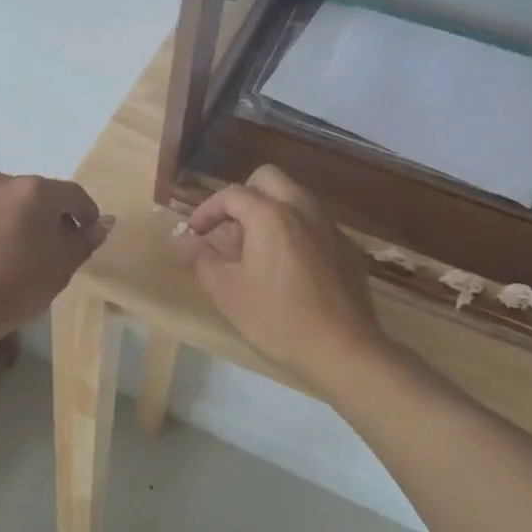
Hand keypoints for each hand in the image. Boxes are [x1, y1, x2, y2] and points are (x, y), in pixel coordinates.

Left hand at [0, 173, 111, 338]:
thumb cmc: (19, 285)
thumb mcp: (64, 265)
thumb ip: (87, 239)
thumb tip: (105, 221)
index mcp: (37, 191)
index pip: (73, 194)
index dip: (86, 213)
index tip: (87, 234)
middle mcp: (3, 182)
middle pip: (36, 194)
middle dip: (48, 214)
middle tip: (51, 244)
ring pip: (4, 201)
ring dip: (15, 217)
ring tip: (14, 248)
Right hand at [176, 165, 389, 387]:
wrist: (344, 351)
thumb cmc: (278, 319)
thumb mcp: (227, 292)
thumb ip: (201, 258)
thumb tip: (183, 238)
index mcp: (271, 215)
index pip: (231, 194)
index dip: (206, 210)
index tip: (195, 234)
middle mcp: (303, 209)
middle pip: (267, 180)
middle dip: (243, 198)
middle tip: (231, 233)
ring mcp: (330, 227)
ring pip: (294, 198)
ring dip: (270, 212)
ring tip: (257, 253)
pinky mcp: (348, 248)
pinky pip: (314, 224)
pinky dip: (294, 232)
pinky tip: (290, 270)